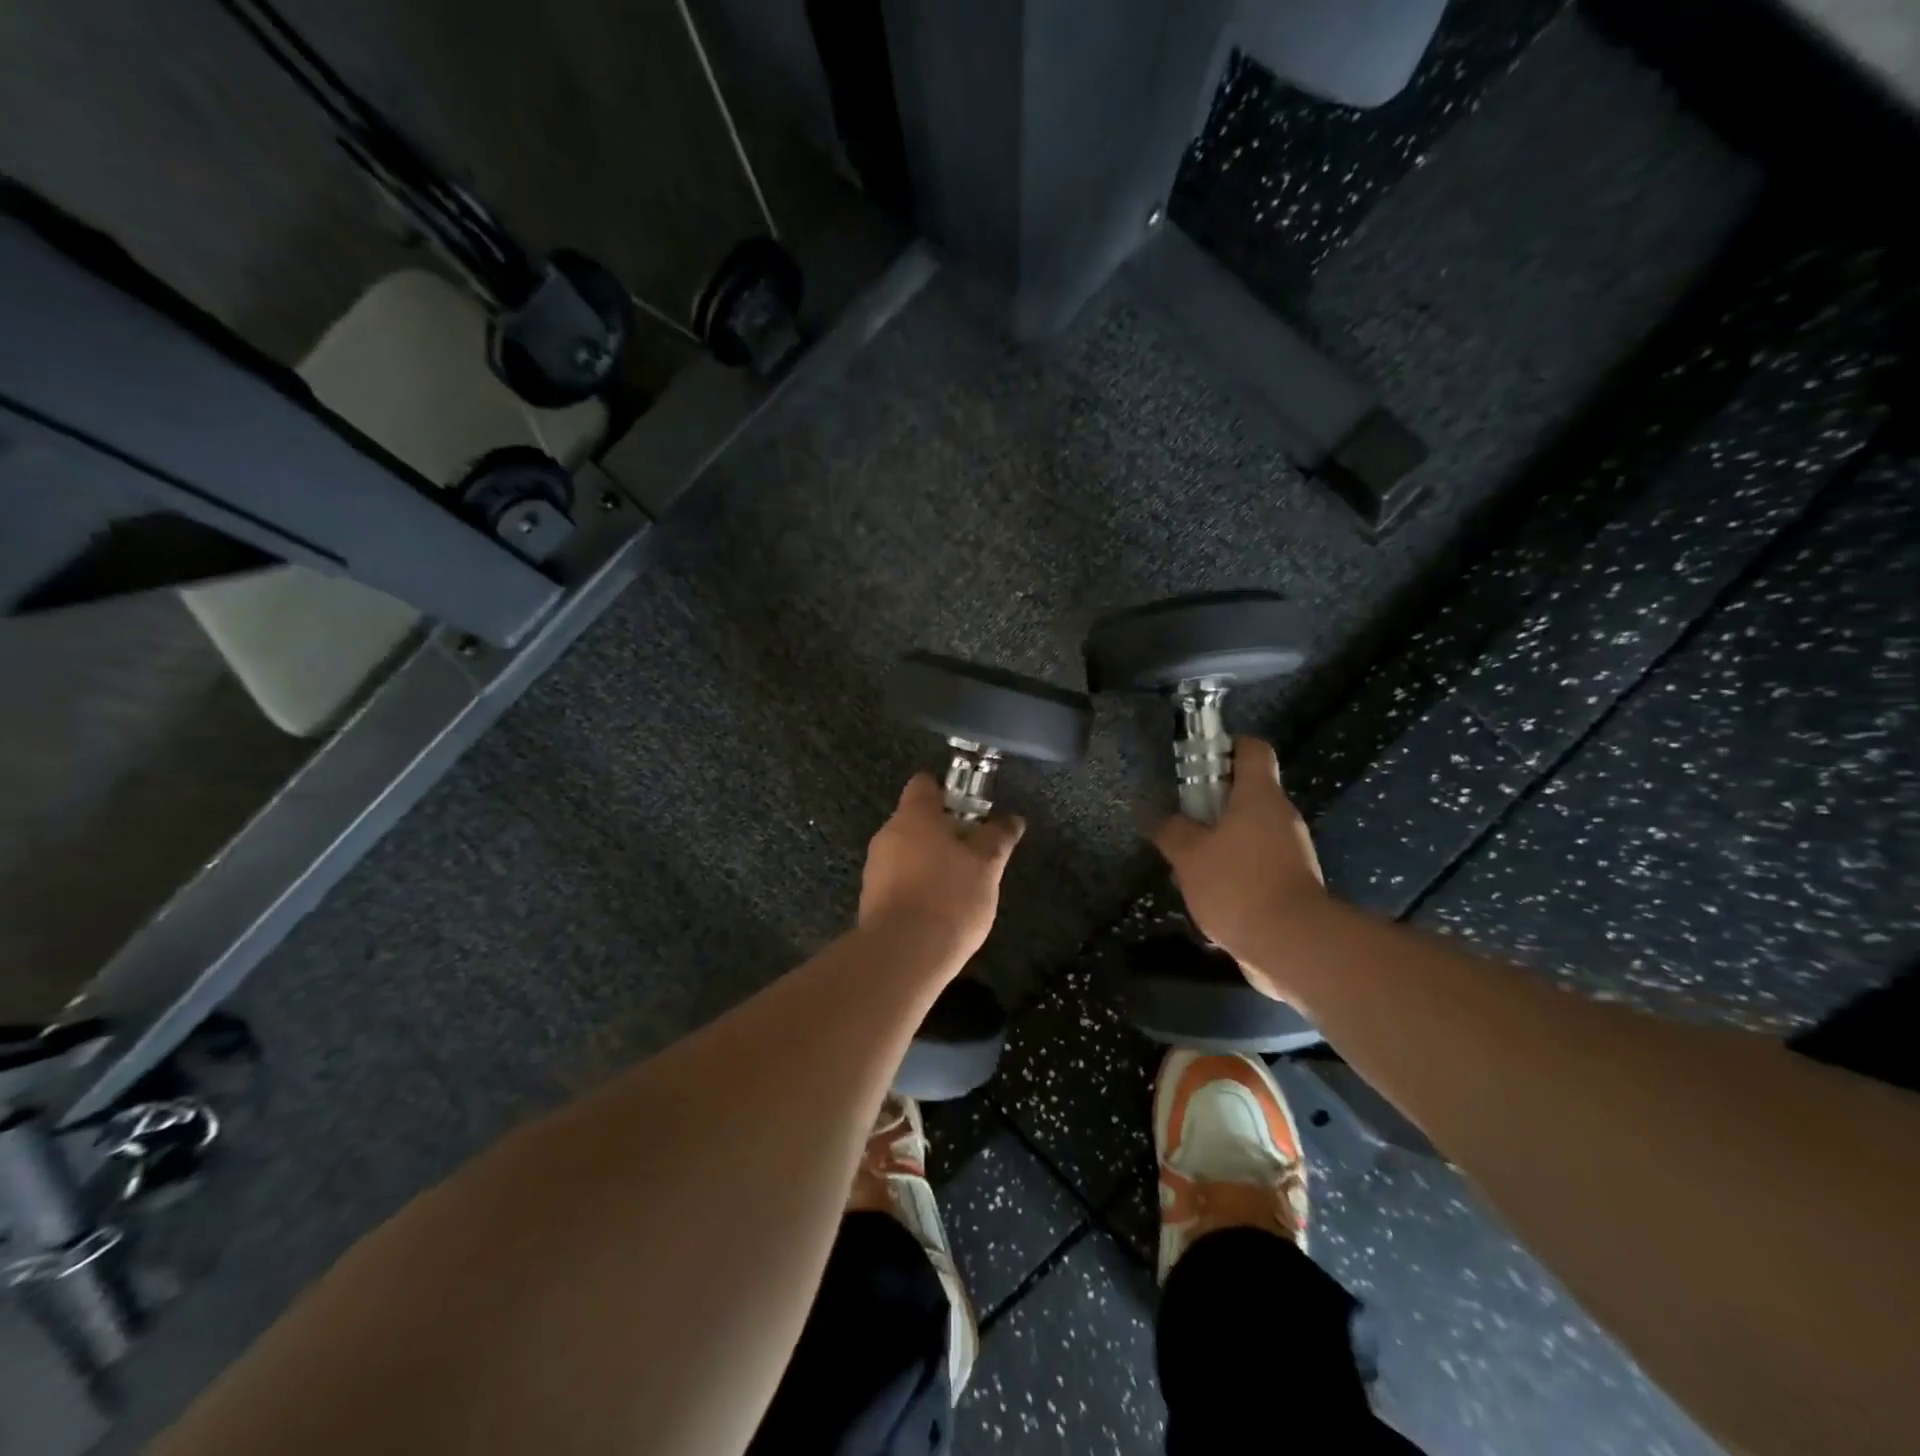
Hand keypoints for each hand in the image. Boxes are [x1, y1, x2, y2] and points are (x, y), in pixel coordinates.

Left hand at [860, 774, 1024, 963]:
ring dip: (930, 861)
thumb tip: (1012, 819)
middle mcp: (888, 834)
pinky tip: (939, 908)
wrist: (904, 954)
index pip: (924, 784)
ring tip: (960, 885)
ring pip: (907, 852)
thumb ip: (998, 838)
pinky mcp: (871, 899)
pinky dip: (918, 886)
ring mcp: (875, 867)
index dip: (948, 791)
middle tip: (974, 852)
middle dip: (943, 831)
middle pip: (916, 819)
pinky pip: (898, 880)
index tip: (971, 808)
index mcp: (914, 815)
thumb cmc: (949, 896)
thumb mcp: (987, 866)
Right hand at [1152, 738, 1326, 998]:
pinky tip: (1209, 894)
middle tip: (1181, 823)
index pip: (1252, 749)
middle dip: (1211, 805)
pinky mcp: (1291, 883)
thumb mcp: (1189, 856)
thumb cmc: (1238, 884)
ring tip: (1188, 866)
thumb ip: (1172, 831)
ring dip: (1218, 843)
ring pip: (1248, 832)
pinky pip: (1256, 864)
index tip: (1198, 763)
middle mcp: (1281, 816)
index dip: (1226, 747)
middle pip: (1247, 793)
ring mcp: (1291, 851)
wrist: (1293, 945)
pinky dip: (1233, 871)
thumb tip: (1160, 819)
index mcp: (1259, 796)